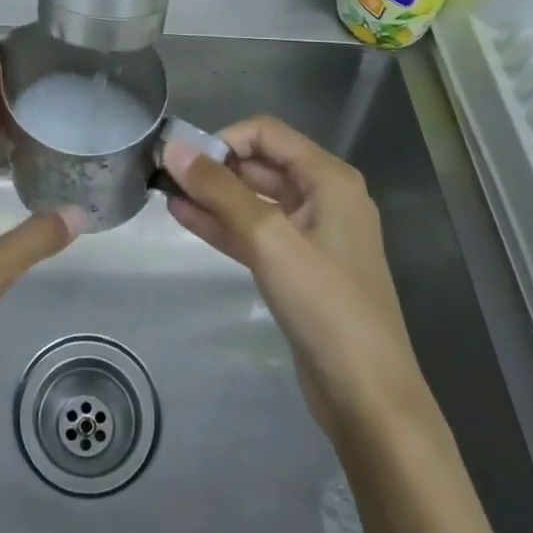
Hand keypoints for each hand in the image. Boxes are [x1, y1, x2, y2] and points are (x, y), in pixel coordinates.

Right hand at [165, 116, 427, 446]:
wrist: (368, 398)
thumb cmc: (326, 307)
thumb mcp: (270, 240)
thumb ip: (221, 191)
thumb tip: (175, 148)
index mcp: (329, 179)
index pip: (267, 133)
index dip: (224, 139)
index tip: (184, 159)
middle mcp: (323, 198)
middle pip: (260, 164)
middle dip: (214, 166)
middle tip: (164, 173)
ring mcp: (311, 235)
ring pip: (253, 200)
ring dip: (213, 195)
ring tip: (165, 191)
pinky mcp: (297, 269)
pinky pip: (254, 233)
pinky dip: (222, 224)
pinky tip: (184, 217)